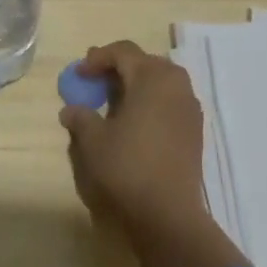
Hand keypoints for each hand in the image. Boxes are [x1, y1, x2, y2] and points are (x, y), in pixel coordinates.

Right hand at [59, 41, 208, 234]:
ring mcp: (190, 106)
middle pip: (145, 62)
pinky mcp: (195, 129)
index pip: (123, 52)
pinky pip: (171, 100)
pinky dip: (152, 101)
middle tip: (97, 80)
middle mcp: (176, 83)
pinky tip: (137, 121)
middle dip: (119, 67)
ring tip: (116, 101)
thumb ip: (81, 118)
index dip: (98, 58)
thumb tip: (70, 110)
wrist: (169, 214)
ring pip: (161, 80)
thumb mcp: (93, 141)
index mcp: (152, 77)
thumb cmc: (127, 167)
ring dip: (138, 84)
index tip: (79, 74)